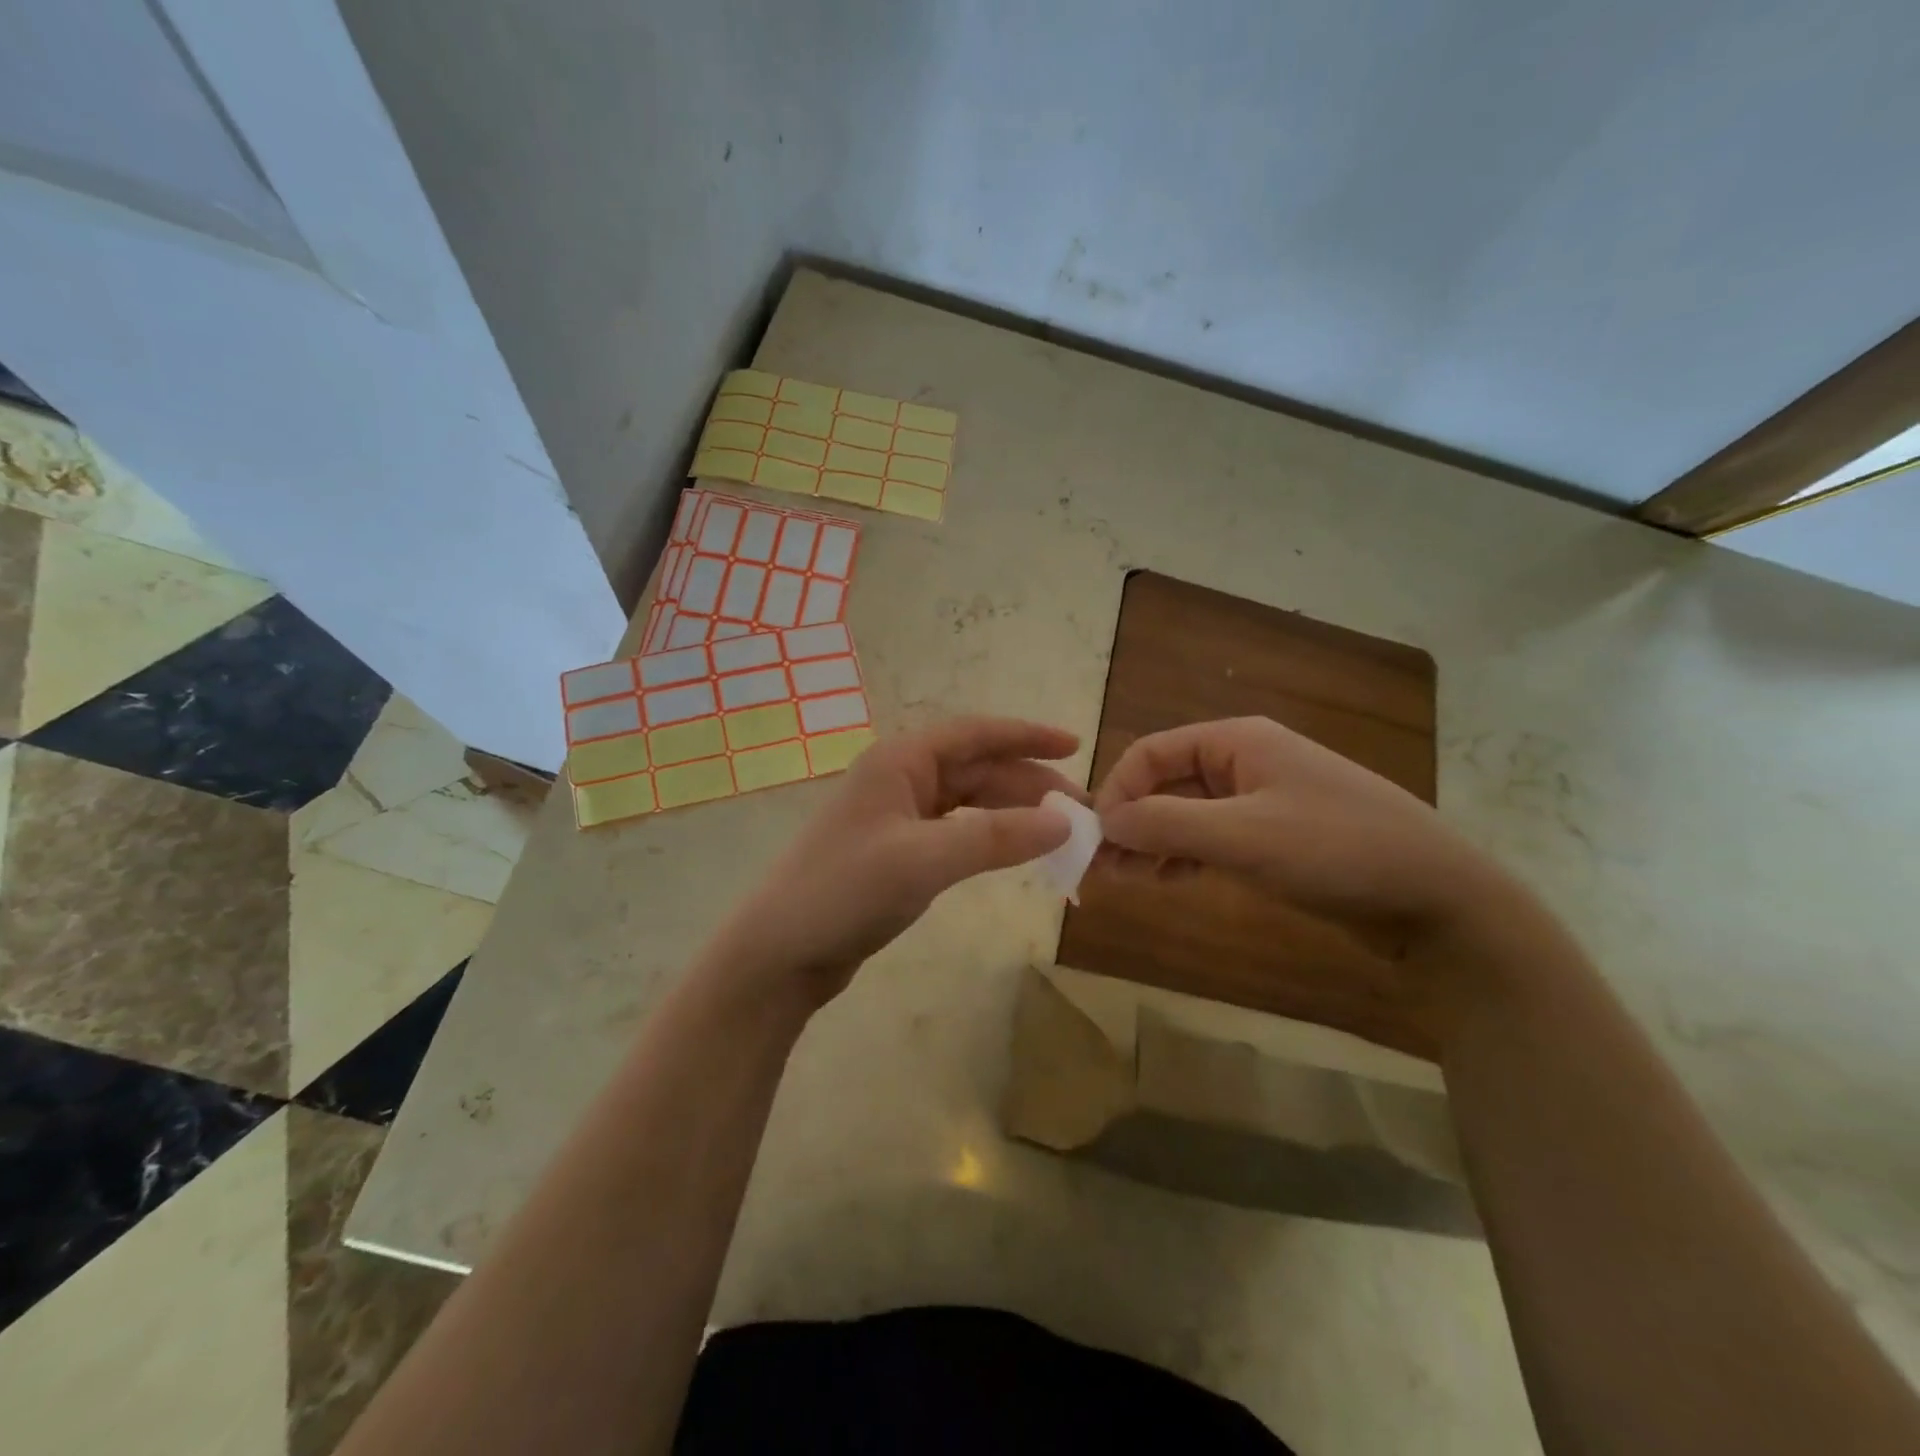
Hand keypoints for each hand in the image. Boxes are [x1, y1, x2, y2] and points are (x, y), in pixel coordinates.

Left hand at [715, 717, 1080, 1005]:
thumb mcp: (924, 860)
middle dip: (1028, 783)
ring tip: (1056, 832)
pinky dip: (988, 837)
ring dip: (1011, 812)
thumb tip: (1065, 822)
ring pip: (968, 801)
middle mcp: (900, 778)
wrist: (780, 952)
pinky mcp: (897, 851)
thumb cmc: (845, 891)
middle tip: (1078, 810)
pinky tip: (1012, 851)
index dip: (1027, 736)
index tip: (1076, 745)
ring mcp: (897, 816)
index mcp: (901, 761)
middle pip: (976, 768)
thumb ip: (996, 838)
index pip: (975, 734)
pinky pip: (955, 831)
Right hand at [1093, 716, 1506, 936]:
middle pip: (1166, 783)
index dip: (1116, 792)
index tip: (1096, 839)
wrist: (1440, 898)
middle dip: (1131, 821)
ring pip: (1187, 813)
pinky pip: (1213, 837)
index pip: (1151, 754)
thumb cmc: (1336, 850)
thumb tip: (1103, 821)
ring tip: (1129, 880)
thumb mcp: (1242, 836)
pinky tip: (1168, 880)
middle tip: (1103, 869)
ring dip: (1153, 842)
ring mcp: (1263, 799)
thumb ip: (1165, 824)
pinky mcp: (1277, 836)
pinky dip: (1184, 856)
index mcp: (1237, 741)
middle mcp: (1245, 761)